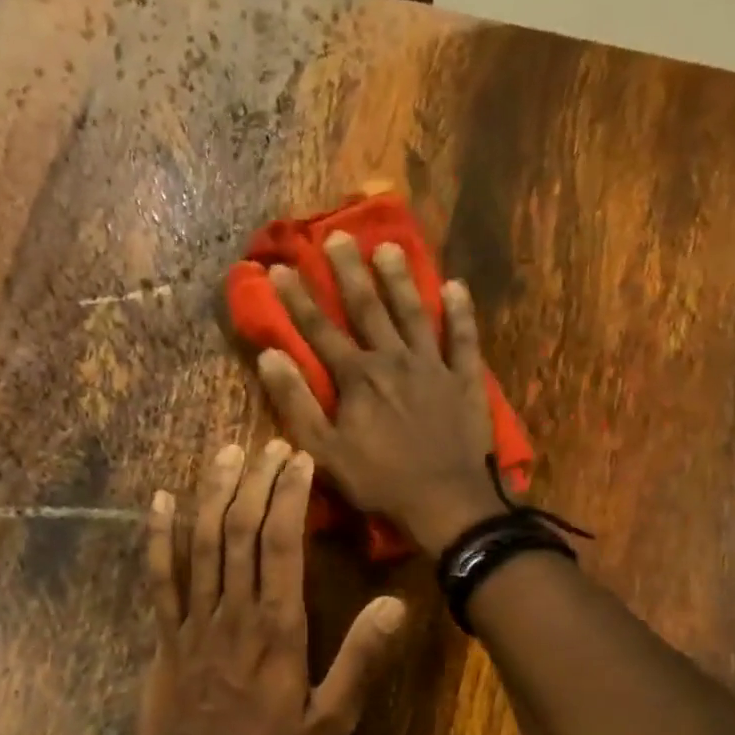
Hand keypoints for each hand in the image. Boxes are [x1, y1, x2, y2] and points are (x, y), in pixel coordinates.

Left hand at [136, 440, 405, 734]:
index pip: (283, 545)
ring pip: (201, 542)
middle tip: (270, 443)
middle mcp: (234, 610)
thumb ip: (360, 661)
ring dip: (214, 494)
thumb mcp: (329, 720)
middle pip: (241, 531)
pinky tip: (160, 500)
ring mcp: (194, 617)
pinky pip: (160, 576)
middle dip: (257, 482)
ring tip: (228, 453)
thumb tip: (395, 604)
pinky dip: (158, 536)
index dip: (291, 497)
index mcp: (277, 627)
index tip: (300, 460)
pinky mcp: (167, 631)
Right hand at [257, 232, 501, 554]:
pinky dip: (460, 312)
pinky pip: (464, 339)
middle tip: (337, 235)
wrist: (444, 499)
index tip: (279, 267)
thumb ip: (296, 402)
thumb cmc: (378, 480)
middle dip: (348, 271)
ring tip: (388, 247)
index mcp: (357, 377)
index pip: (320, 330)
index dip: (297, 298)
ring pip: (414, 313)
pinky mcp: (465, 380)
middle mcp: (394, 359)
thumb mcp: (323, 450)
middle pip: (368, 307)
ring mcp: (434, 366)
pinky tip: (455, 286)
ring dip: (400, 279)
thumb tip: (270, 356)